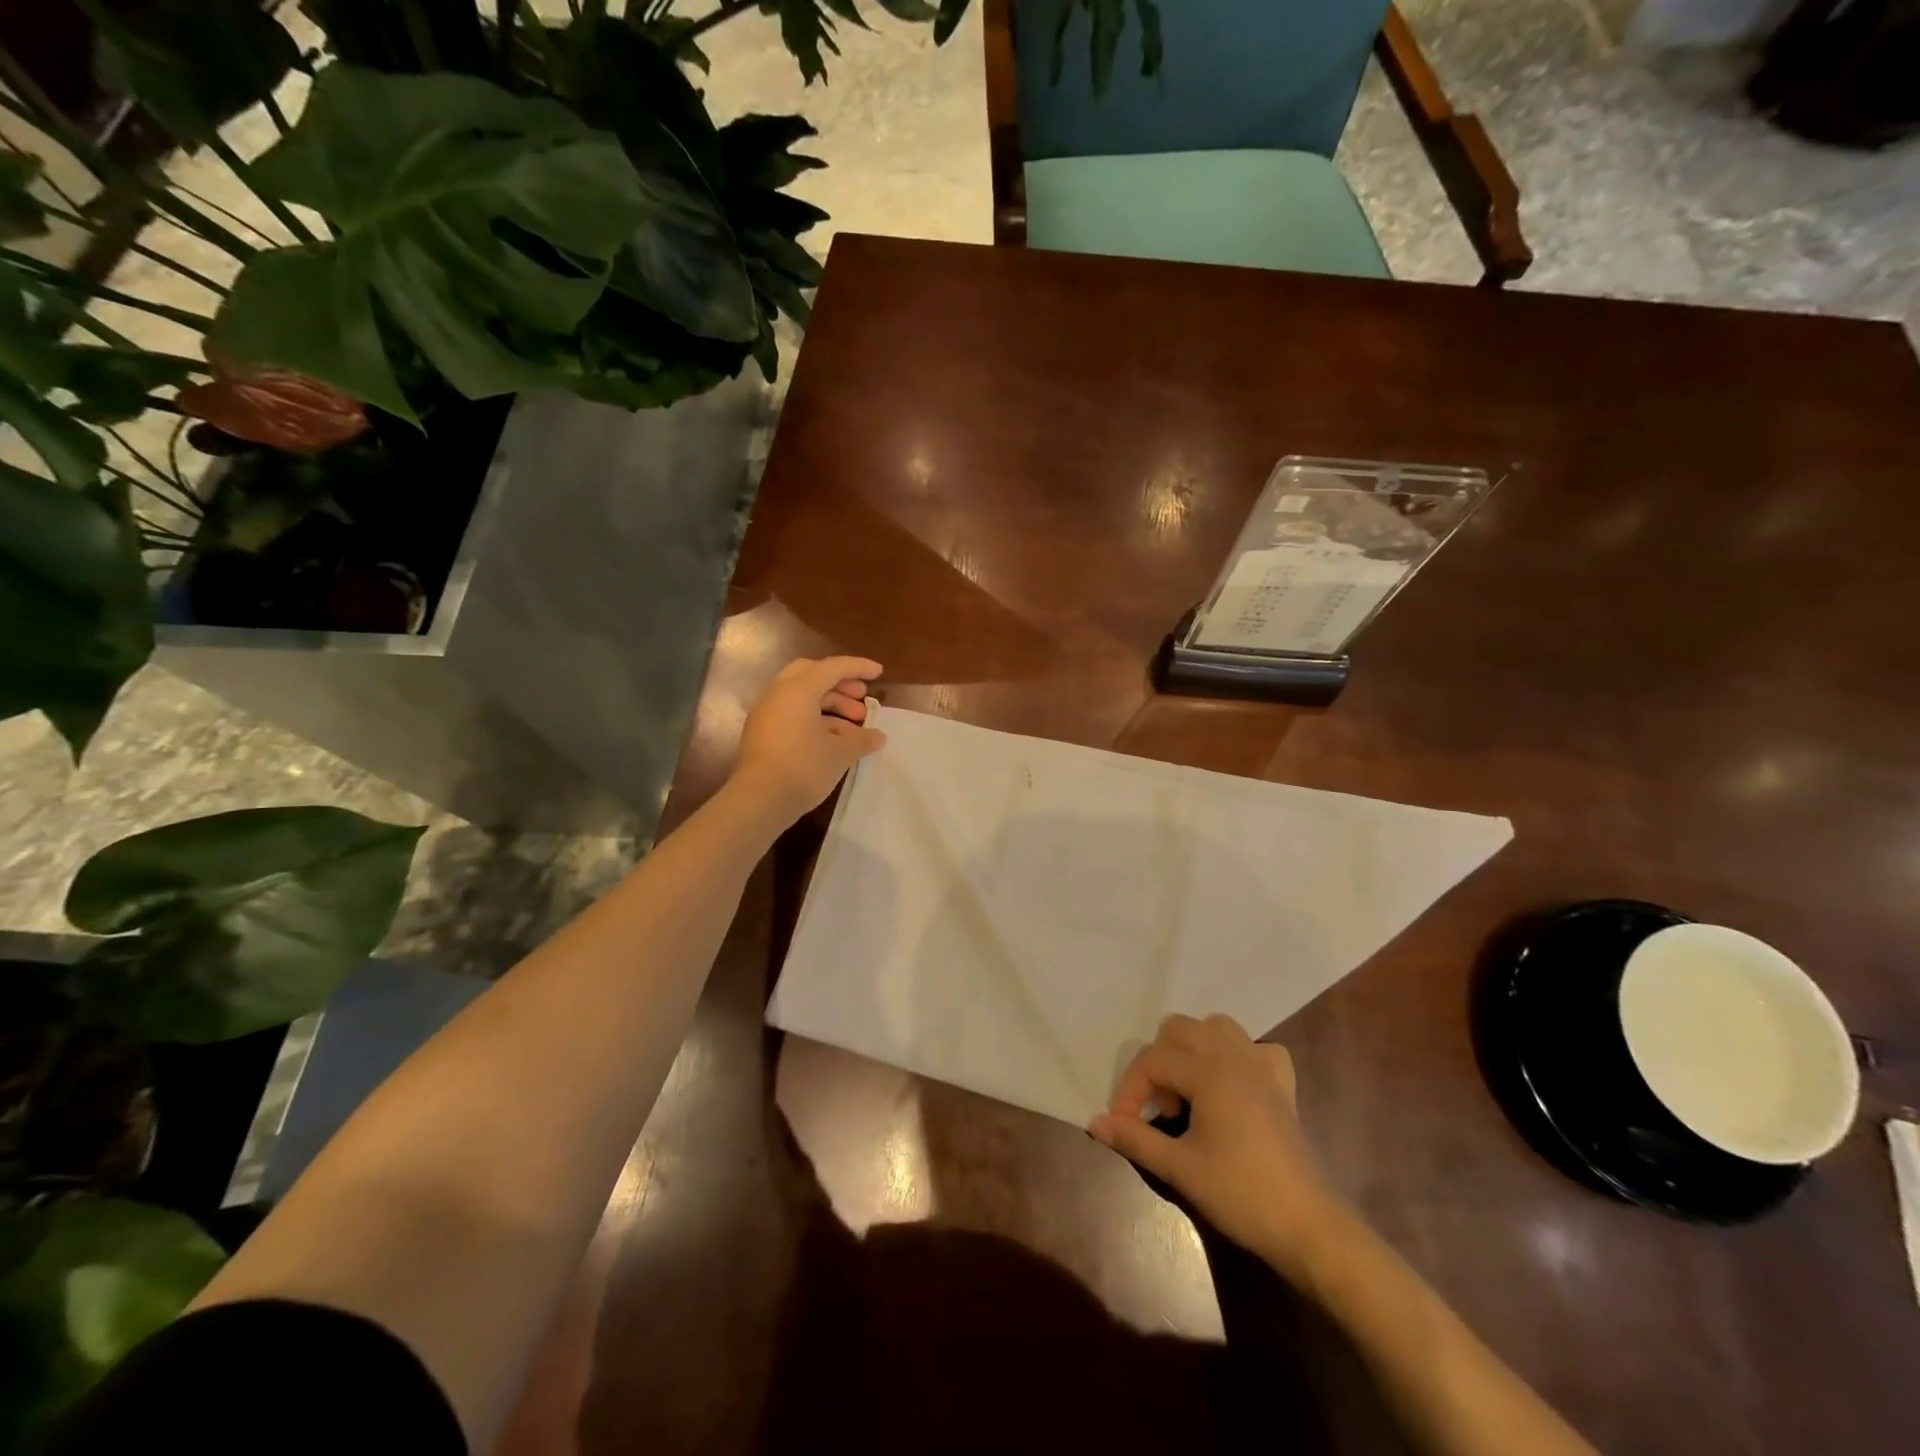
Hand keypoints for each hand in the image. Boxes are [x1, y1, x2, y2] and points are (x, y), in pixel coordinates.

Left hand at [730, 656, 886, 824]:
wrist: (759, 800)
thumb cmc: (804, 767)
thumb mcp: (840, 753)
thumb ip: (861, 740)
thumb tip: (878, 736)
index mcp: (798, 689)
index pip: (833, 667)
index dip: (858, 667)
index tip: (879, 673)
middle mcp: (778, 694)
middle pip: (812, 675)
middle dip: (840, 684)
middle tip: (861, 698)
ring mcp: (766, 714)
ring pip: (802, 697)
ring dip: (830, 705)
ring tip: (855, 728)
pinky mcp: (762, 733)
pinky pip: (792, 714)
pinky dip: (815, 719)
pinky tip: (833, 740)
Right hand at [1090, 1014, 1347, 1275]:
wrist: (1307, 1227)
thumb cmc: (1240, 1194)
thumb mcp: (1180, 1168)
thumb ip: (1135, 1138)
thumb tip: (1094, 1123)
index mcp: (1208, 1070)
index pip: (1153, 1060)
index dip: (1129, 1090)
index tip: (1121, 1124)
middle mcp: (1234, 1056)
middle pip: (1180, 1029)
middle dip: (1159, 1062)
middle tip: (1159, 1108)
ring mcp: (1262, 1067)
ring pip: (1218, 1027)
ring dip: (1194, 1049)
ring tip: (1189, 1090)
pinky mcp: (1283, 1086)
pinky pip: (1258, 1049)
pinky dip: (1240, 1058)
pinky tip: (1234, 1087)